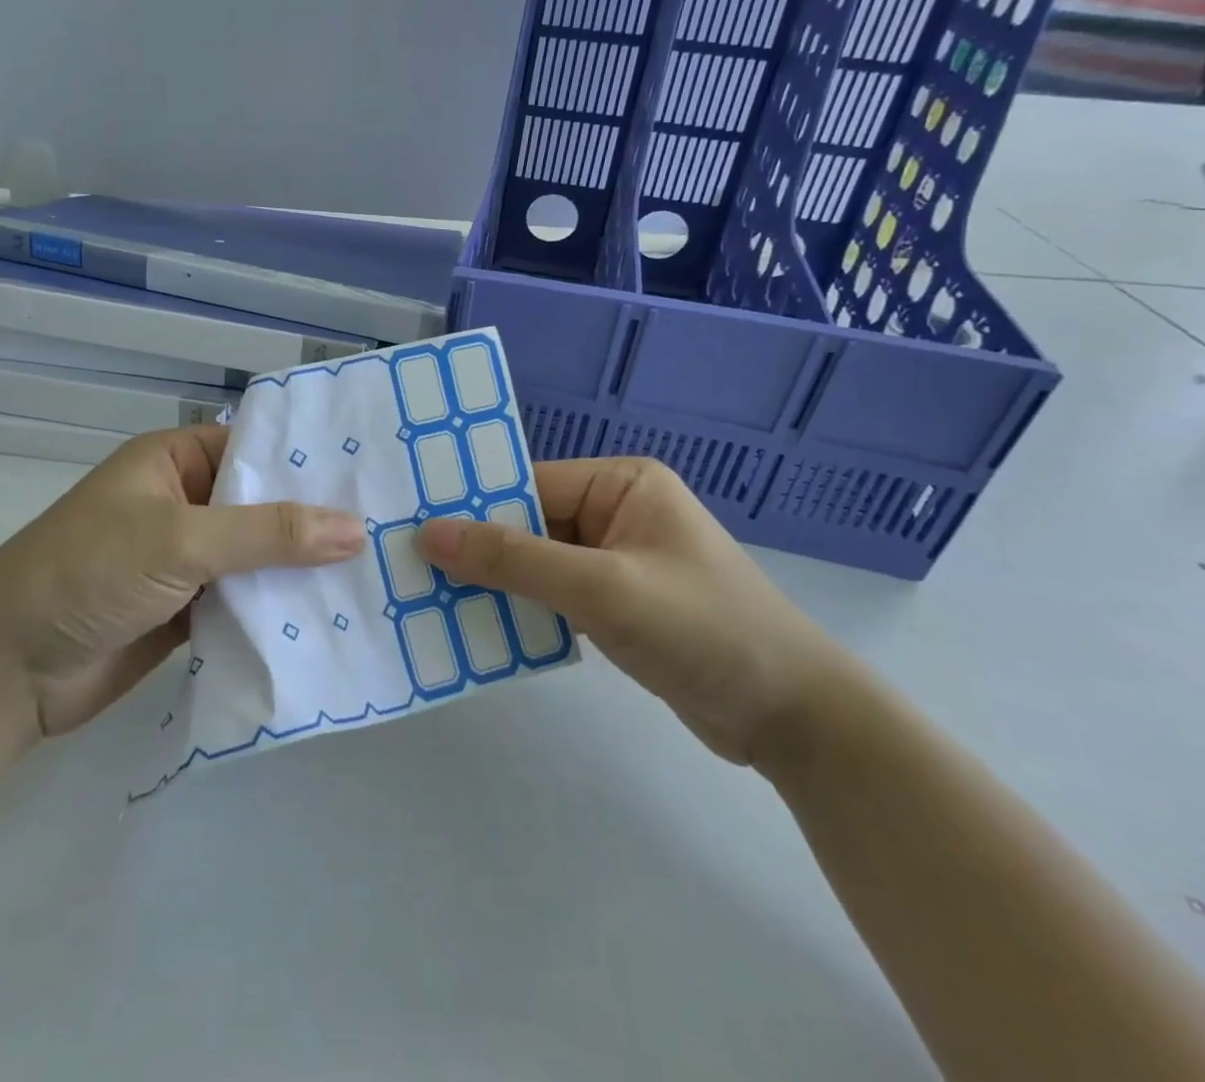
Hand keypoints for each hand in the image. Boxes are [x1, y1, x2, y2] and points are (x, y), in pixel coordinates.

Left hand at [0, 426, 364, 739]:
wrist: (5, 672)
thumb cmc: (86, 574)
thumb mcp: (179, 540)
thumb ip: (267, 534)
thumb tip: (356, 528)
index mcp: (177, 461)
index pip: (258, 448)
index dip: (312, 461)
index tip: (376, 474)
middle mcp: (186, 502)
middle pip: (264, 506)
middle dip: (317, 520)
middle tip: (396, 527)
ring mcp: (188, 559)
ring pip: (260, 557)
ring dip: (303, 569)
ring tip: (380, 573)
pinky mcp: (190, 610)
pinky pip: (246, 600)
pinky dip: (279, 609)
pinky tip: (334, 616)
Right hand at [416, 458, 849, 768]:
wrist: (795, 720)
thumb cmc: (703, 630)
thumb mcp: (603, 588)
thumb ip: (514, 560)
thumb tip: (429, 534)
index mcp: (619, 484)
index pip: (528, 486)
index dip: (472, 509)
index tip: (411, 531)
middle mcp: (614, 513)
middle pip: (527, 525)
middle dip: (478, 553)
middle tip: (409, 571)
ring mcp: (616, 562)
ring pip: (535, 565)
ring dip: (494, 587)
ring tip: (428, 603)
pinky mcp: (616, 606)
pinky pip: (552, 598)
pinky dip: (521, 613)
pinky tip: (477, 631)